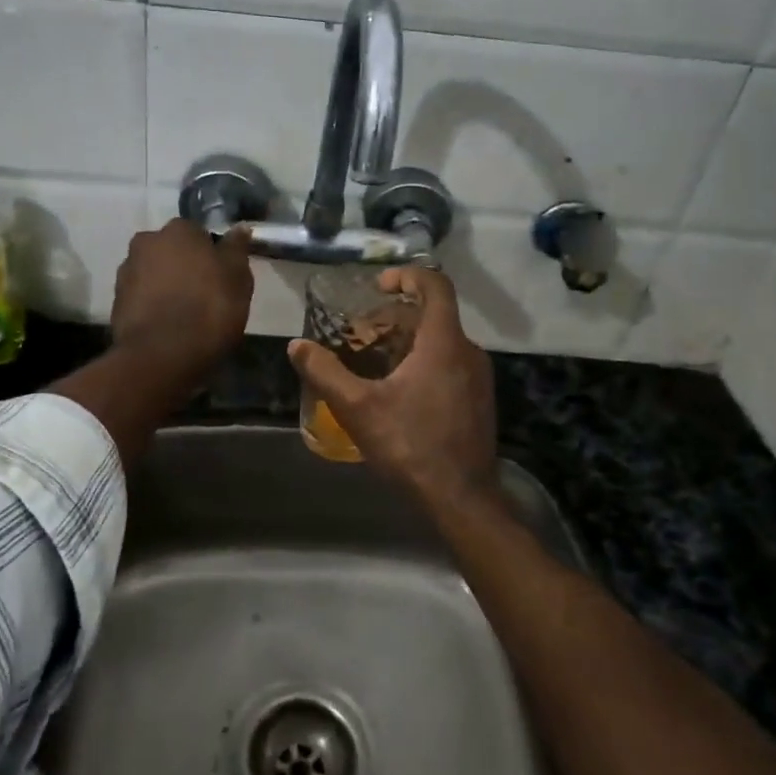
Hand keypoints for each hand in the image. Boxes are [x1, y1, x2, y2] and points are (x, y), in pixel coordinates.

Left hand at [109, 220, 254, 378]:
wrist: (161, 355)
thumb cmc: (209, 309)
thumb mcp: (237, 278)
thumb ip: (237, 249)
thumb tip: (240, 228)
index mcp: (178, 230)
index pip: (199, 233)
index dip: (211, 254)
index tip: (221, 276)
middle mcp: (147, 242)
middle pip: (172, 250)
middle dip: (185, 266)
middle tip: (203, 294)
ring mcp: (126, 271)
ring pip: (154, 272)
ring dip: (166, 285)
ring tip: (184, 314)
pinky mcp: (116, 302)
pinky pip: (141, 297)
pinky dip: (152, 305)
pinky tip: (167, 325)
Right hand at [287, 265, 497, 504]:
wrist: (461, 498)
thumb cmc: (410, 445)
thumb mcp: (358, 408)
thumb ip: (325, 372)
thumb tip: (296, 346)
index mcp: (444, 342)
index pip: (435, 285)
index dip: (407, 276)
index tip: (379, 286)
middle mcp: (468, 351)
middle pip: (433, 315)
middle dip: (394, 317)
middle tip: (361, 334)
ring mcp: (478, 377)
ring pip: (441, 341)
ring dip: (406, 341)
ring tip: (373, 362)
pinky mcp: (478, 400)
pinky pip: (450, 363)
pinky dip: (423, 361)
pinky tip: (397, 390)